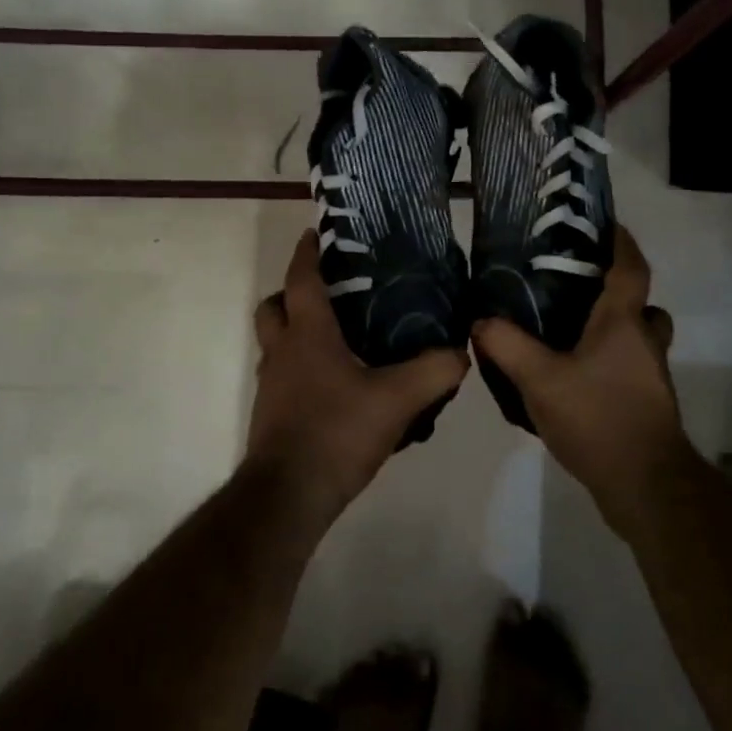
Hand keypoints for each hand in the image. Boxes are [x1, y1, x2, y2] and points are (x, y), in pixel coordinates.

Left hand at [248, 230, 469, 524]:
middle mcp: (282, 352)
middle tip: (329, 292)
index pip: (302, 279)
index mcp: (307, 335)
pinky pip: (283, 376)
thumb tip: (460, 352)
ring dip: (296, 333)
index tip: (316, 234)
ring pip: (275, 343)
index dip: (307, 253)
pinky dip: (302, 369)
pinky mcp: (272, 415)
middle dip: (292, 293)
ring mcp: (271, 385)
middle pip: (273, 307)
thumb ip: (434, 371)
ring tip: (339, 338)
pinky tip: (336, 386)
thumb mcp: (397, 399)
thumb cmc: (336, 432)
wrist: (288, 496)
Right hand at [471, 226, 691, 533]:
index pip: (631, 268)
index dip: (622, 243)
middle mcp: (644, 342)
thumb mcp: (540, 379)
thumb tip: (480, 320)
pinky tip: (576, 378)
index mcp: (624, 323)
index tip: (607, 224)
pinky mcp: (647, 404)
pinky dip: (611, 362)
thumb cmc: (598, 417)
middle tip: (579, 288)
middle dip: (618, 292)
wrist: (646, 485)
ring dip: (616, 330)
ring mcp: (651, 376)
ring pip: (639, 338)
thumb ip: (507, 346)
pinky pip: (631, 367)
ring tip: (571, 334)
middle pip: (642, 305)